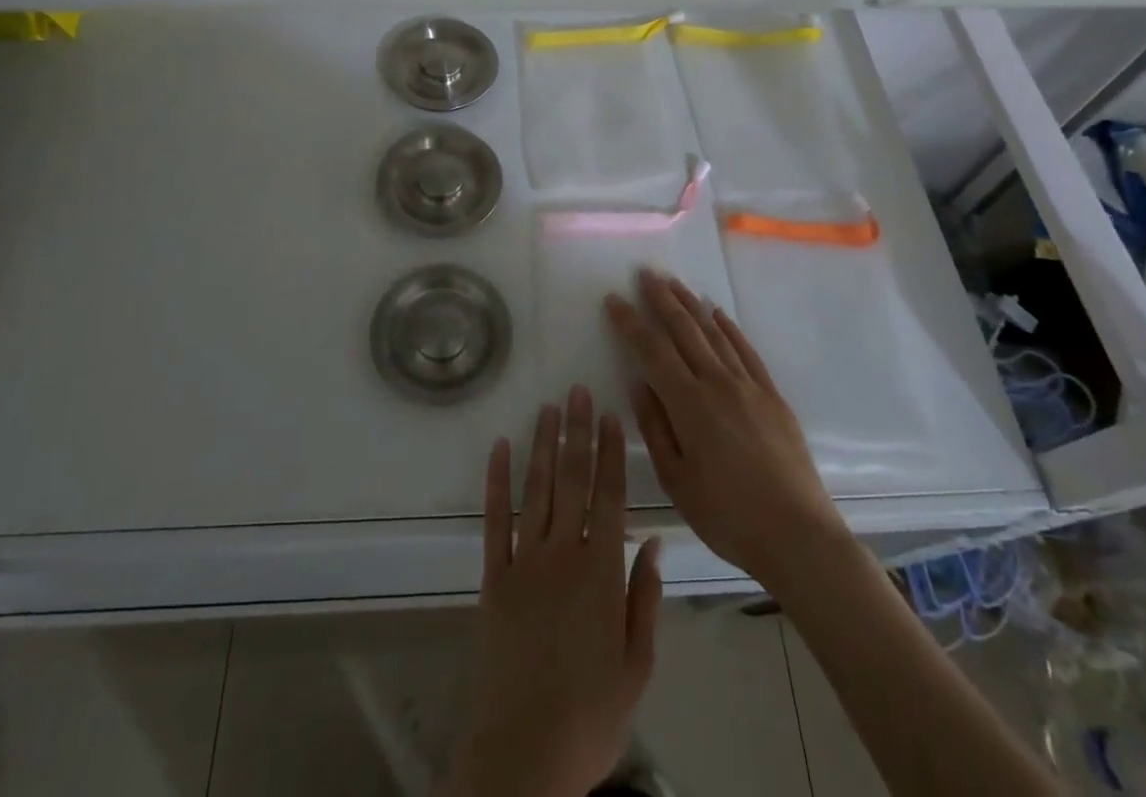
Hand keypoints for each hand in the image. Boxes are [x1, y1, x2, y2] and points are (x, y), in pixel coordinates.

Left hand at [446, 388, 662, 796]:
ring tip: (548, 408)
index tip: (609, 416)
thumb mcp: (637, 665)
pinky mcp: (493, 576)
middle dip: (576, 432)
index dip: (609, 452)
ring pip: (536, 489)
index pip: (609, 496)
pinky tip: (500, 447)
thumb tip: (652, 540)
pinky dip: (497, 481)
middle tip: (577, 391)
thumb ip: (644, 598)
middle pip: (572, 480)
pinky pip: (494, 519)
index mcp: (601, 573)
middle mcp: (563, 554)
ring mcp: (524, 561)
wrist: (524, 754)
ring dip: (542, 445)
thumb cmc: (590, 715)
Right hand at [607, 270, 845, 589]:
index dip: (630, 323)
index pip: (652, 351)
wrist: (798, 536)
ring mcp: (749, 386)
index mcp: (689, 405)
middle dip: (661, 299)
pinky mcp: (772, 395)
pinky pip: (746, 350)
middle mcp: (718, 384)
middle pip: (684, 331)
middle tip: (645, 274)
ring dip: (691, 305)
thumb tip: (639, 384)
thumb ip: (655, 428)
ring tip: (674, 283)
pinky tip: (717, 314)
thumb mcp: (677, 480)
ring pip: (714, 333)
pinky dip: (728, 328)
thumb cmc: (728, 517)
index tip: (614, 299)